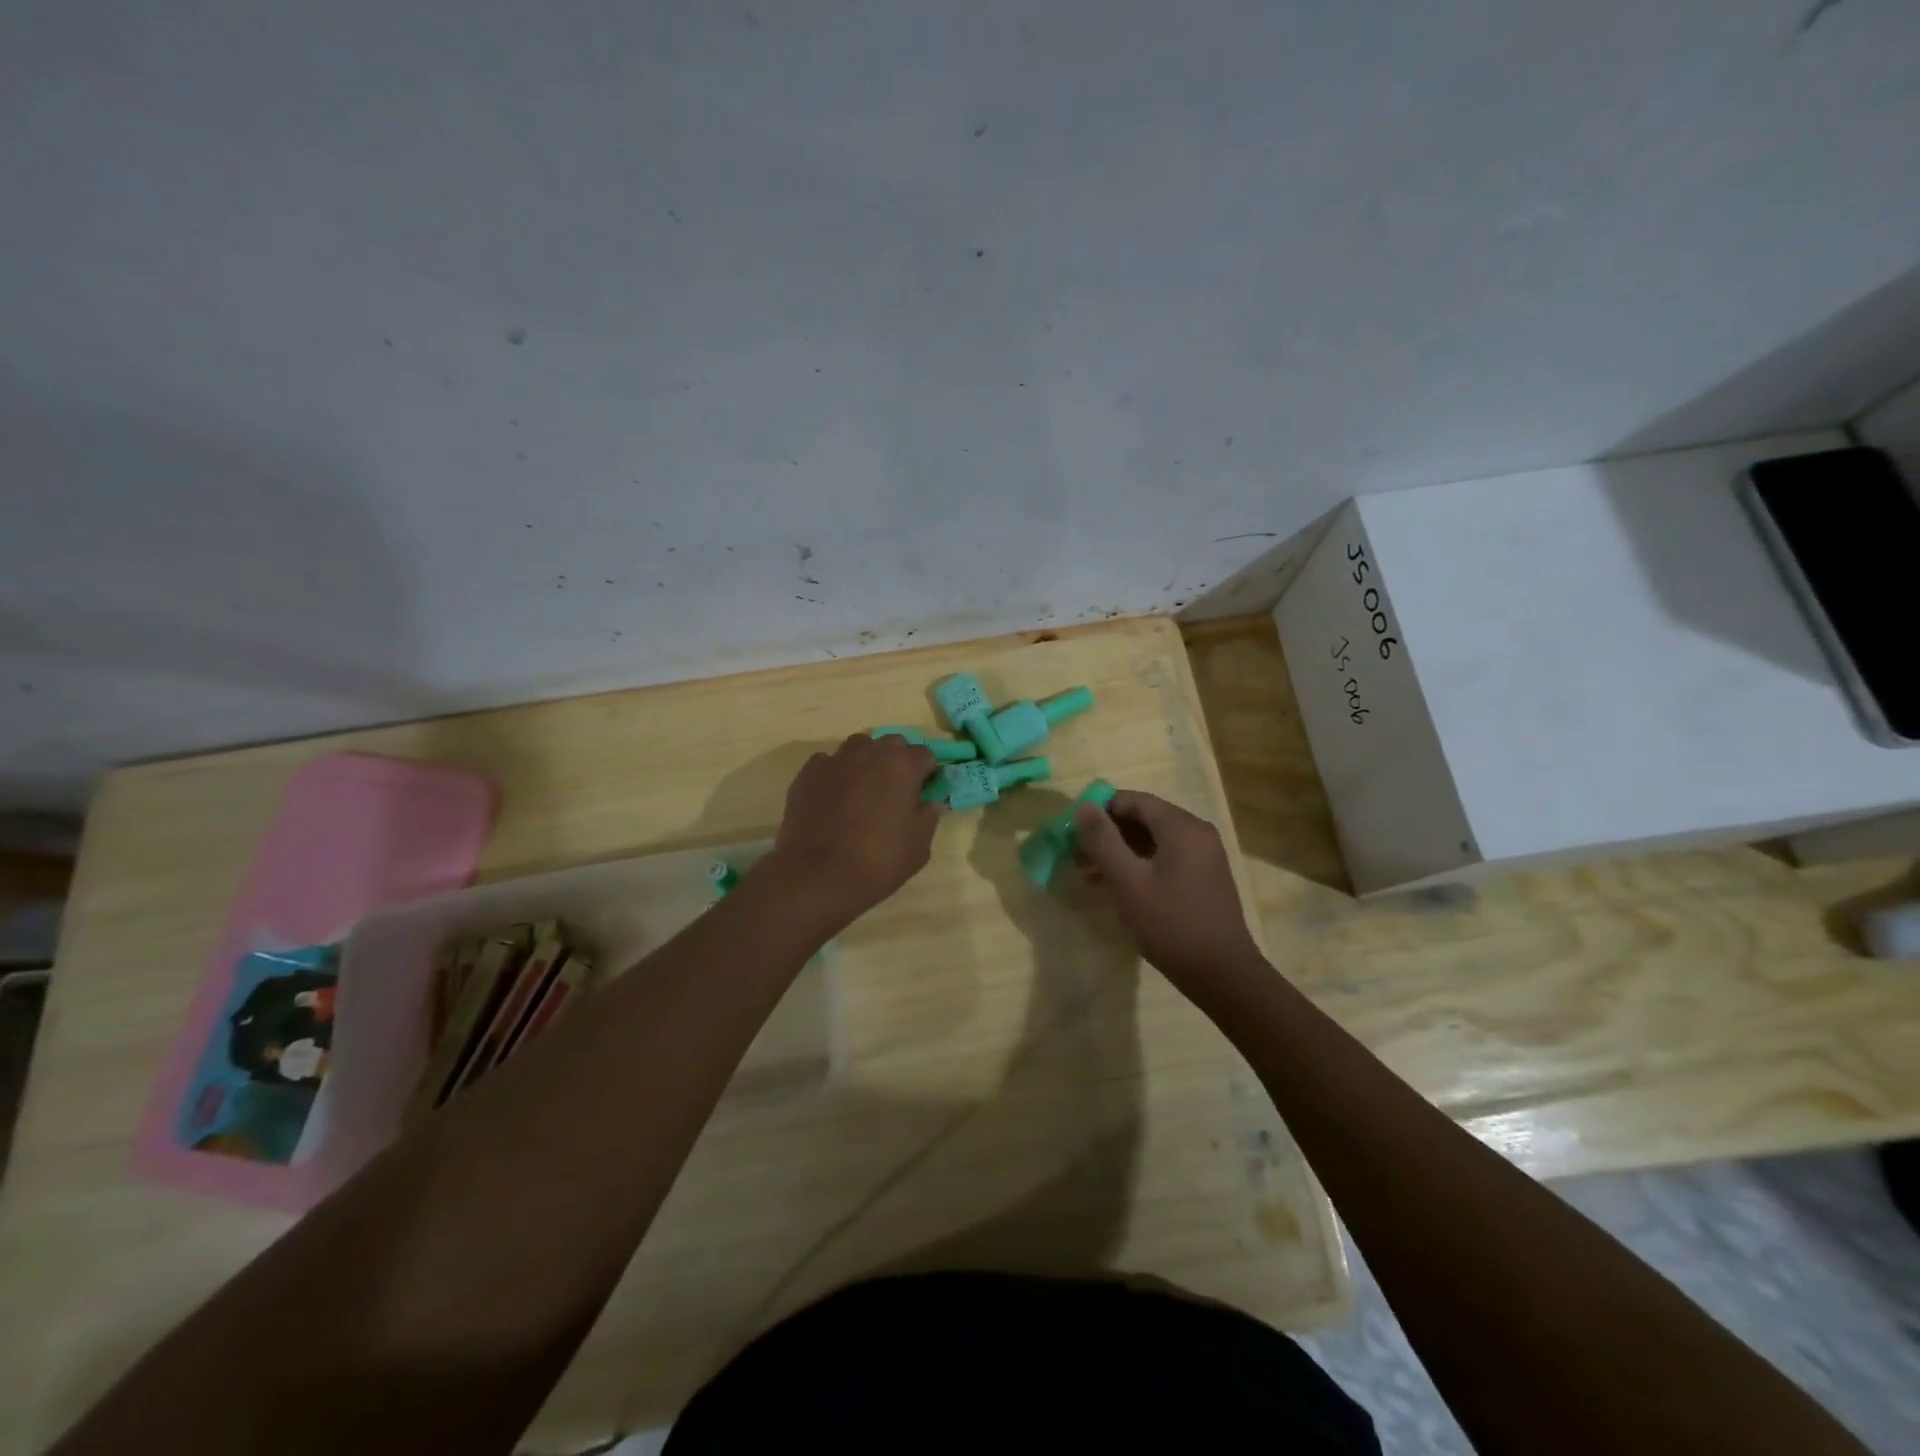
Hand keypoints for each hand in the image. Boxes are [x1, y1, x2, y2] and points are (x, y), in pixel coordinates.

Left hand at [761, 734, 940, 931]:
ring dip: (866, 760)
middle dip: (898, 760)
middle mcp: (870, 753)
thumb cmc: (879, 861)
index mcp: (903, 765)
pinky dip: (835, 773)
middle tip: (896, 789)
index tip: (925, 791)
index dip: (928, 772)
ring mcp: (836, 760)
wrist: (819, 875)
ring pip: (858, 747)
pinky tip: (833, 796)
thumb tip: (930, 802)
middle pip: (891, 744)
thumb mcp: (919, 846)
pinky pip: (828, 763)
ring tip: (864, 789)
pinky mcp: (808, 774)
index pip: (925, 755)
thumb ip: (928, 817)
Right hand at [1073, 790, 1267, 1000]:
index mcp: (1181, 827)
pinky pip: (1164, 859)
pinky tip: (1115, 887)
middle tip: (1076, 855)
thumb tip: (1083, 807)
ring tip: (1088, 874)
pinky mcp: (1202, 878)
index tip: (1073, 830)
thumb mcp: (1128, 882)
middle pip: (1143, 819)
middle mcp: (1196, 833)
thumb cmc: (1171, 924)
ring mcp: (1203, 857)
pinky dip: (1138, 866)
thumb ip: (1103, 841)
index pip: (1133, 800)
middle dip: (1107, 834)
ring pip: (1152, 841)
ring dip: (1119, 852)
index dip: (1100, 810)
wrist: (1222, 974)